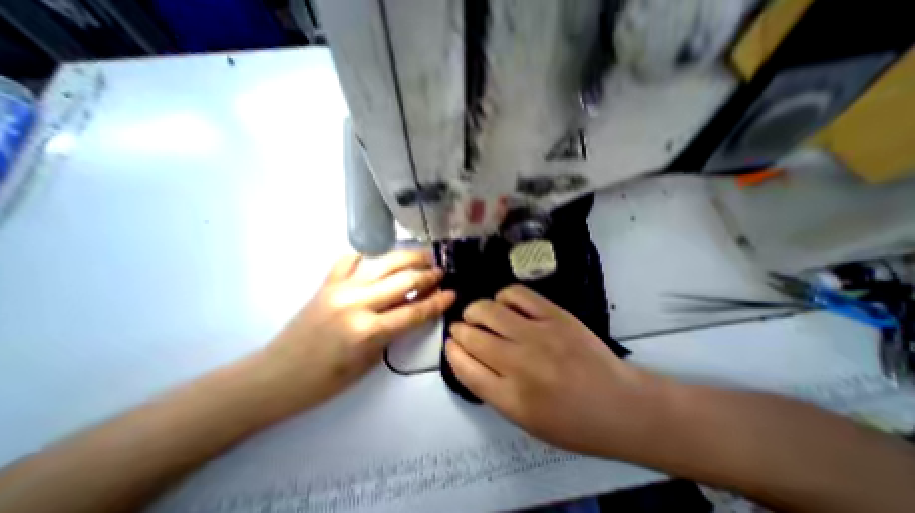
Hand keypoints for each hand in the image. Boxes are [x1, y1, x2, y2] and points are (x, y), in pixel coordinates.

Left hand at [261, 251, 452, 411]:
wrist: (275, 376)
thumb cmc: (326, 380)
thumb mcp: (370, 360)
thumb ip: (395, 329)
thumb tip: (417, 306)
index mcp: (367, 331)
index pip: (414, 311)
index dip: (438, 301)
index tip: (453, 292)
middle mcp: (356, 302)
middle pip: (403, 281)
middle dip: (428, 274)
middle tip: (442, 270)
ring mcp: (340, 288)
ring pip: (383, 262)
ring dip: (407, 258)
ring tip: (423, 256)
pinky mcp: (327, 282)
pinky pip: (351, 259)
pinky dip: (368, 256)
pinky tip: (379, 260)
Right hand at [448, 285, 662, 456]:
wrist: (621, 406)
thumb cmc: (572, 422)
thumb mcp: (525, 420)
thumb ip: (492, 389)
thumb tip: (468, 356)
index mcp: (510, 398)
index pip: (465, 367)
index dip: (452, 351)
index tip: (451, 343)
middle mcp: (519, 363)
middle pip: (472, 336)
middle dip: (459, 329)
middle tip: (461, 327)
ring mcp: (538, 334)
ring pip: (488, 310)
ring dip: (474, 310)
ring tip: (477, 313)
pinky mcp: (555, 315)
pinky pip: (516, 294)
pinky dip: (503, 295)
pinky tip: (504, 303)